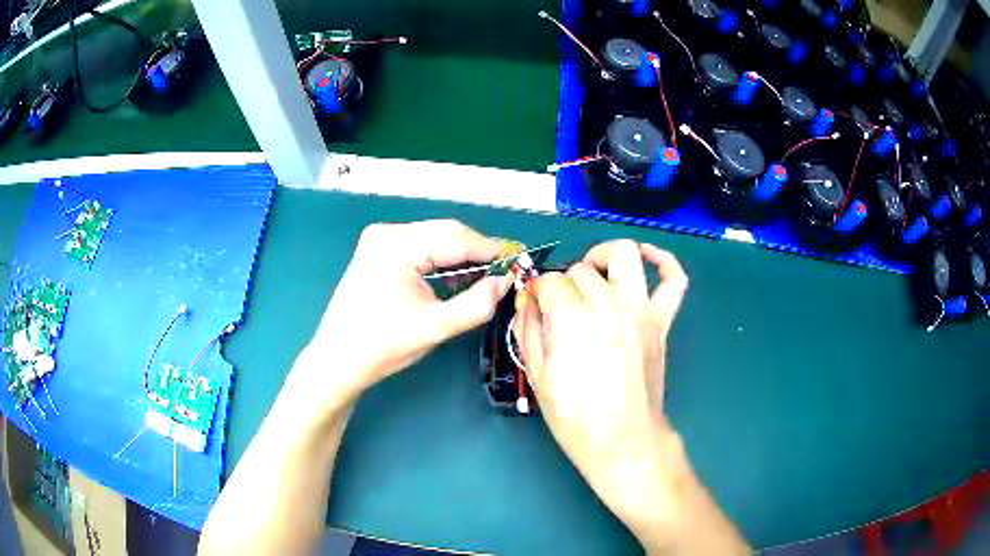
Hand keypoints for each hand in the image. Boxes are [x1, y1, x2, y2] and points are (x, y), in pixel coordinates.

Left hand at [298, 220, 511, 409]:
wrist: (338, 359)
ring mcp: (378, 238)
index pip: (457, 239)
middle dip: (477, 251)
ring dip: (459, 255)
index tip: (519, 261)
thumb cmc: (382, 347)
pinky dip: (440, 258)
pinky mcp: (376, 248)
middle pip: (446, 232)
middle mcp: (386, 232)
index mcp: (397, 246)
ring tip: (482, 278)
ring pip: (434, 237)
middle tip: (503, 272)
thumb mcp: (435, 328)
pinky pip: (419, 245)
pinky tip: (452, 278)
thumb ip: (477, 303)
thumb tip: (506, 282)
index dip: (492, 250)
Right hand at [513, 240, 688, 534]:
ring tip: (593, 275)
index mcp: (573, 320)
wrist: (623, 441)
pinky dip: (664, 261)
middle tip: (560, 308)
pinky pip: (674, 279)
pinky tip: (646, 259)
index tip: (535, 309)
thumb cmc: (575, 417)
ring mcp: (641, 310)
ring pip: (624, 254)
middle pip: (580, 269)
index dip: (537, 292)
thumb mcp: (537, 376)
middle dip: (564, 284)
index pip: (549, 282)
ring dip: (603, 257)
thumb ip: (528, 329)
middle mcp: (609, 304)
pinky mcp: (662, 321)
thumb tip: (528, 300)